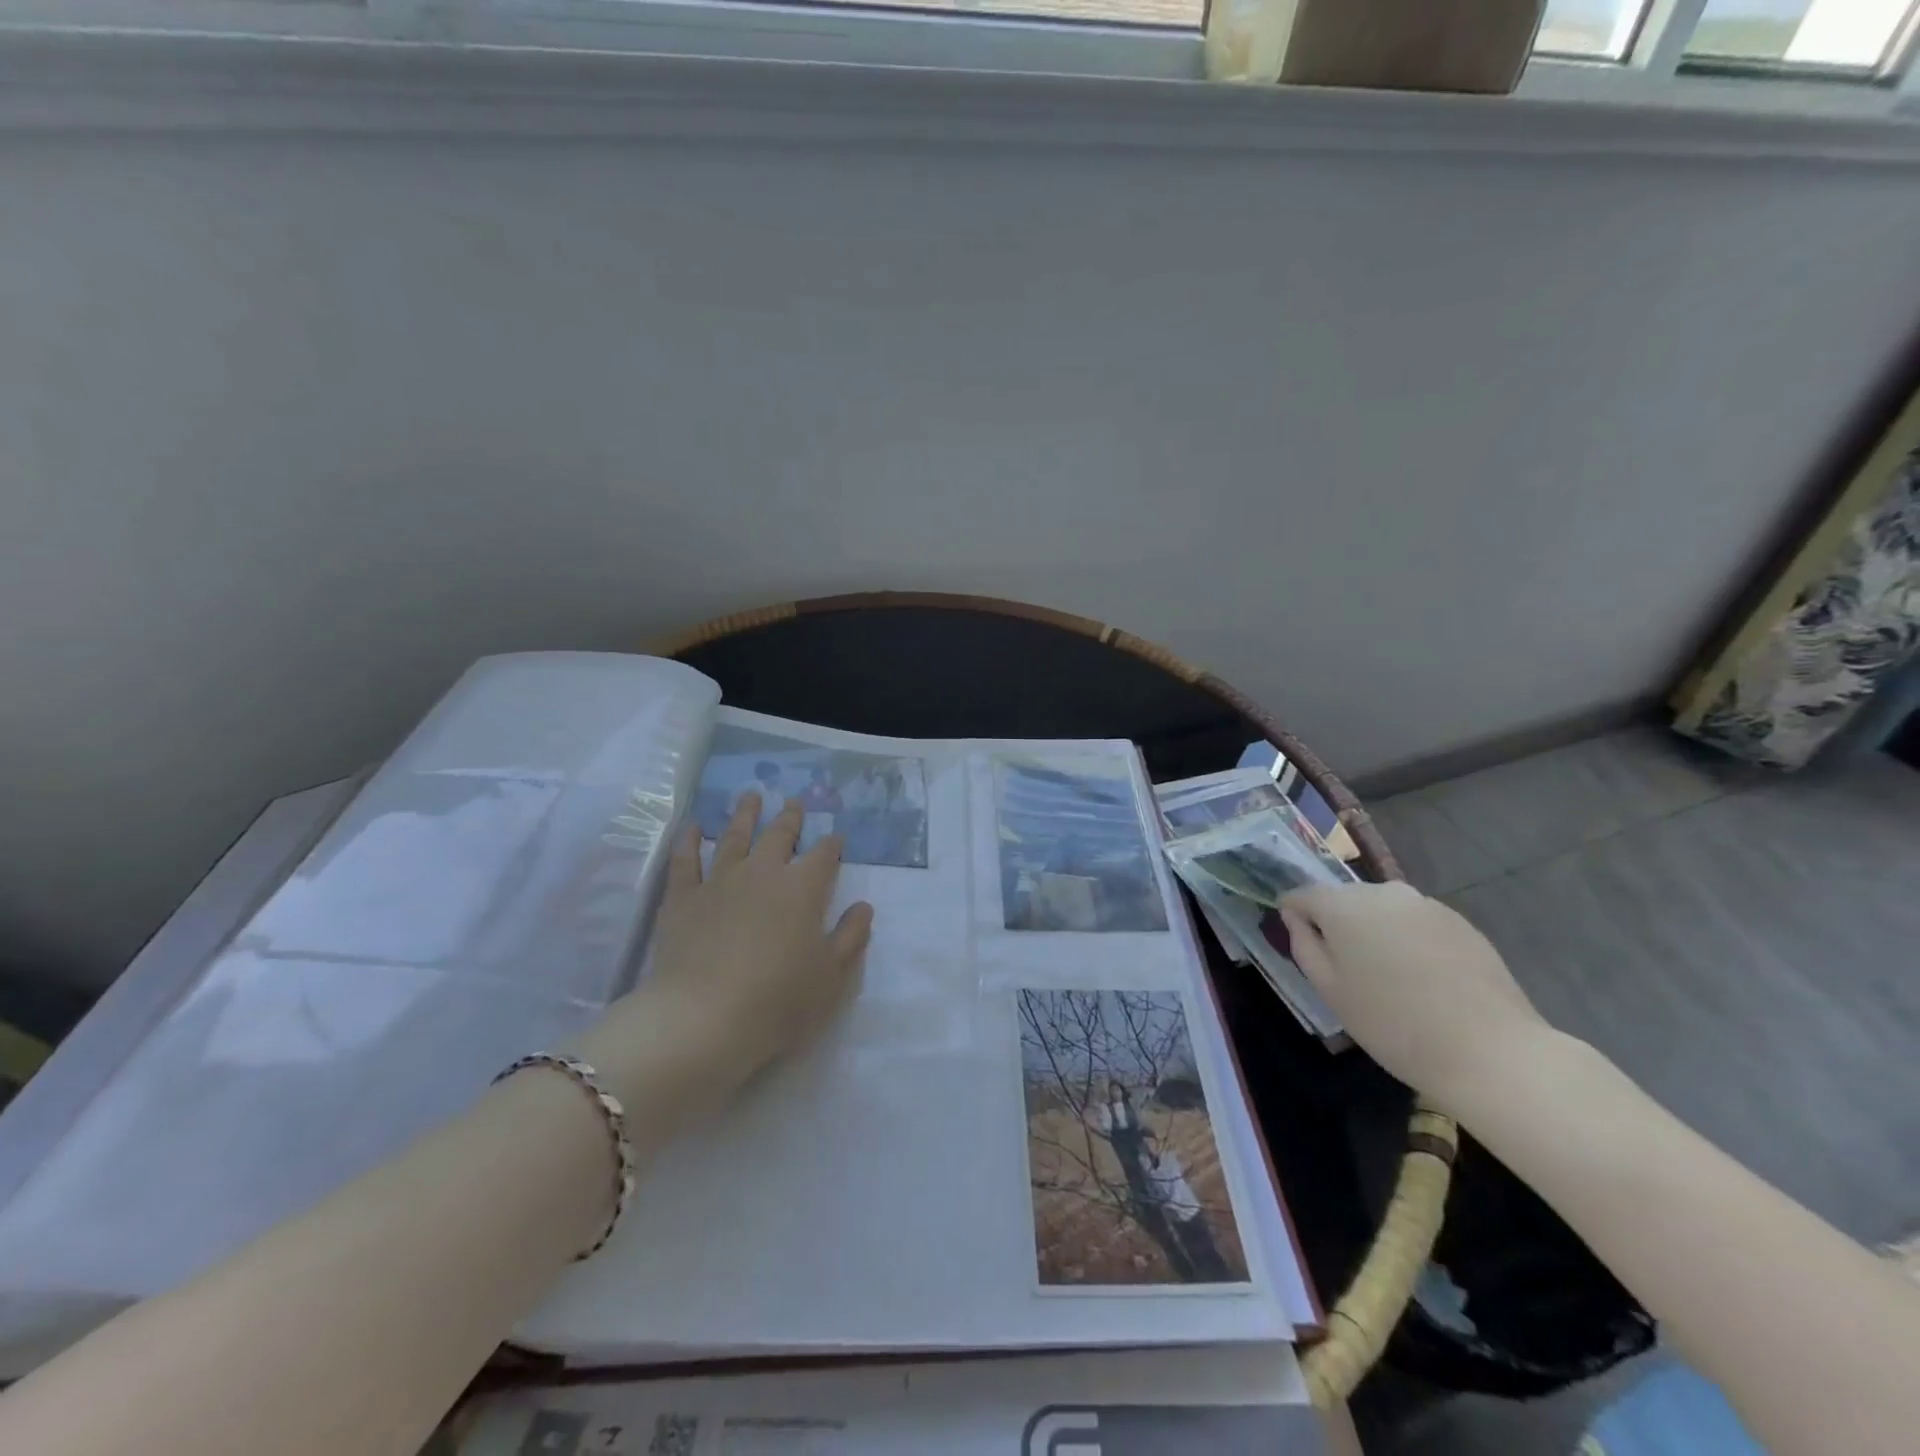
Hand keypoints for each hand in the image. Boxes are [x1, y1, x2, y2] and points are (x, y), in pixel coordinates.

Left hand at [573, 794, 872, 1120]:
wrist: (703, 1018)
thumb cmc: (778, 1001)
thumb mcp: (831, 976)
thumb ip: (851, 937)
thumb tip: (863, 906)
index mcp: (803, 889)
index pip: (823, 856)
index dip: (832, 845)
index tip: (836, 838)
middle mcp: (762, 873)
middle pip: (779, 836)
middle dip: (790, 818)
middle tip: (795, 802)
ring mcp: (719, 881)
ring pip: (735, 837)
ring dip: (745, 814)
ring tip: (751, 796)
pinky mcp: (682, 898)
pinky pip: (685, 861)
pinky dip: (690, 841)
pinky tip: (694, 827)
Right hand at [1278, 881, 1550, 1108]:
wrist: (1490, 1051)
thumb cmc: (1392, 1024)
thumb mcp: (1330, 990)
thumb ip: (1303, 945)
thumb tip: (1298, 919)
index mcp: (1343, 905)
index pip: (1302, 894)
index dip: (1295, 916)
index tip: (1302, 945)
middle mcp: (1382, 892)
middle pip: (1344, 899)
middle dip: (1338, 925)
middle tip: (1348, 971)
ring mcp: (1425, 904)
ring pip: (1382, 910)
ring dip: (1376, 932)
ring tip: (1390, 978)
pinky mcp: (1460, 921)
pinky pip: (1416, 922)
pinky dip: (1409, 940)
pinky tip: (1425, 980)